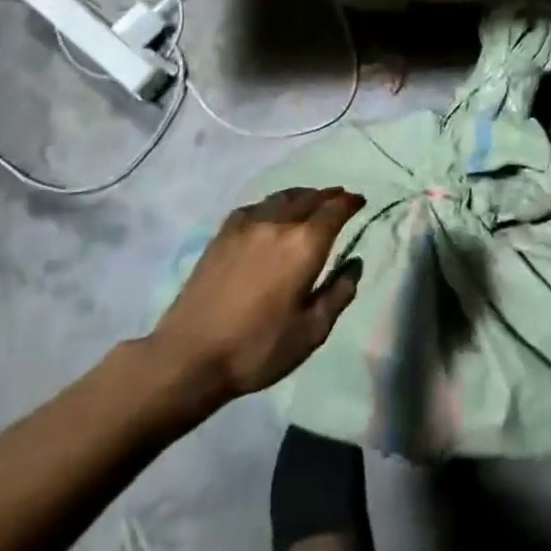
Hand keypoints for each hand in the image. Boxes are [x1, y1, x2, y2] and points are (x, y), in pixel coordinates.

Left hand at [152, 187, 365, 402]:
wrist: (190, 355)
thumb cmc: (258, 347)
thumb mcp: (312, 331)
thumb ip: (339, 293)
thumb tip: (355, 263)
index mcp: (305, 244)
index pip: (335, 210)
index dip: (350, 202)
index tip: (360, 201)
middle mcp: (278, 224)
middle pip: (310, 197)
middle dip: (329, 196)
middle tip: (341, 199)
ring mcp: (246, 225)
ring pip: (282, 197)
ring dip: (303, 196)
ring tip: (311, 201)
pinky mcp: (222, 234)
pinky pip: (256, 207)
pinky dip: (274, 204)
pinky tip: (272, 215)